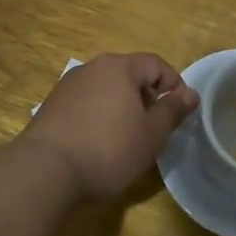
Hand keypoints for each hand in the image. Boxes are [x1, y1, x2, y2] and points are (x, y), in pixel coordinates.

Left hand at [23, 53, 199, 201]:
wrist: (45, 172)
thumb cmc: (109, 149)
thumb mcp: (152, 134)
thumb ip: (173, 110)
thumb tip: (190, 94)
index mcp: (119, 67)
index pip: (156, 64)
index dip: (174, 85)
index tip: (180, 113)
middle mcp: (91, 68)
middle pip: (129, 75)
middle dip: (147, 98)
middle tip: (155, 128)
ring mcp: (67, 87)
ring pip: (106, 90)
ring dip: (122, 108)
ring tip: (128, 139)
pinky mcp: (50, 108)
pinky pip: (86, 105)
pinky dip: (99, 118)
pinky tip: (99, 145)